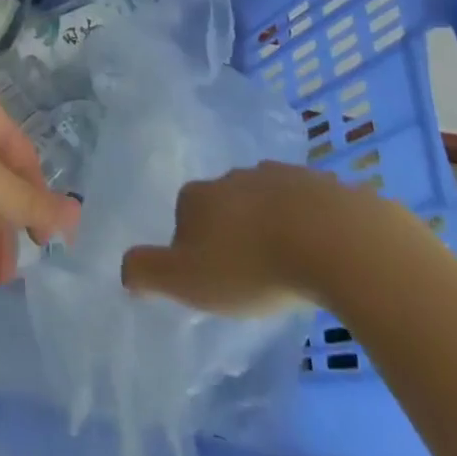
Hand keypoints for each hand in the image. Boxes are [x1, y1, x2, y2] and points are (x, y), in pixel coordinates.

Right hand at [120, 160, 413, 314]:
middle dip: (233, 233)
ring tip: (289, 265)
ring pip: (266, 201)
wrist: (333, 241)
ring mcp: (278, 175)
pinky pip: (308, 205)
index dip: (193, 248)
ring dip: (272, 226)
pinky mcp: (320, 185)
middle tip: (251, 275)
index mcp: (198, 195)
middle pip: (224, 206)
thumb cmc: (252, 265)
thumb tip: (123, 268)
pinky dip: (309, 225)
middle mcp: (233, 176)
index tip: (212, 280)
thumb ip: (148, 272)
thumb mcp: (188, 280)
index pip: (184, 217)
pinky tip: (323, 255)